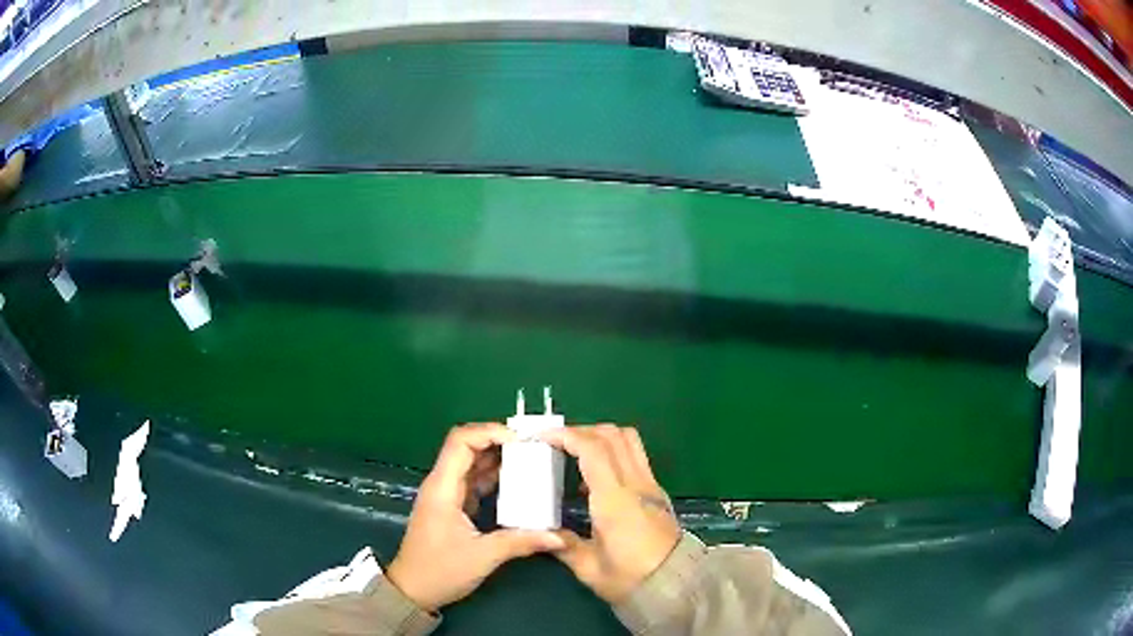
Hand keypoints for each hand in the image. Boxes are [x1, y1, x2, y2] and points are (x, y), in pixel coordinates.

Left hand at [386, 423, 565, 611]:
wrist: (412, 590)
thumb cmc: (440, 571)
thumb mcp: (482, 557)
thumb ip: (521, 542)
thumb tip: (558, 537)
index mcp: (443, 488)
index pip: (461, 441)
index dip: (489, 432)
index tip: (521, 439)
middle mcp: (442, 484)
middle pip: (467, 447)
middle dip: (498, 441)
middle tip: (533, 446)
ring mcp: (446, 495)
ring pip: (471, 463)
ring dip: (498, 458)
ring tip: (531, 458)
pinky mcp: (452, 506)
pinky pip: (474, 481)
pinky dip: (494, 477)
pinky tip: (518, 482)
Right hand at [540, 425, 680, 602]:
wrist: (676, 587)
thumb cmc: (630, 579)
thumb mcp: (588, 567)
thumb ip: (563, 544)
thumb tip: (542, 531)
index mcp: (615, 500)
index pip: (593, 449)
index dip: (566, 435)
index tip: (541, 437)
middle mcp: (636, 484)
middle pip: (612, 434)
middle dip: (580, 431)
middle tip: (555, 444)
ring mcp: (650, 485)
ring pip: (628, 440)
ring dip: (600, 437)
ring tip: (574, 455)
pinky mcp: (657, 492)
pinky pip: (635, 457)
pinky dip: (612, 452)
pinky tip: (594, 480)